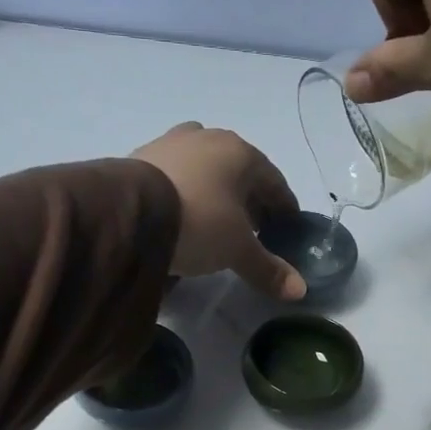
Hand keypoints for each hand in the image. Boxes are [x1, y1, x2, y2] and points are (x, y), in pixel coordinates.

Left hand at [131, 123, 305, 299]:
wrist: (130, 212)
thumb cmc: (199, 222)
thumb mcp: (238, 250)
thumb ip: (268, 268)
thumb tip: (300, 291)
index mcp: (241, 153)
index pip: (274, 181)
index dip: (284, 207)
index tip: (288, 228)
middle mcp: (208, 138)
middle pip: (240, 172)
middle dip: (250, 200)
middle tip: (255, 230)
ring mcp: (172, 143)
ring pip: (206, 169)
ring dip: (217, 193)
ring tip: (217, 222)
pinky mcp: (141, 156)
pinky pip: (176, 175)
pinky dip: (187, 192)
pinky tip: (184, 215)